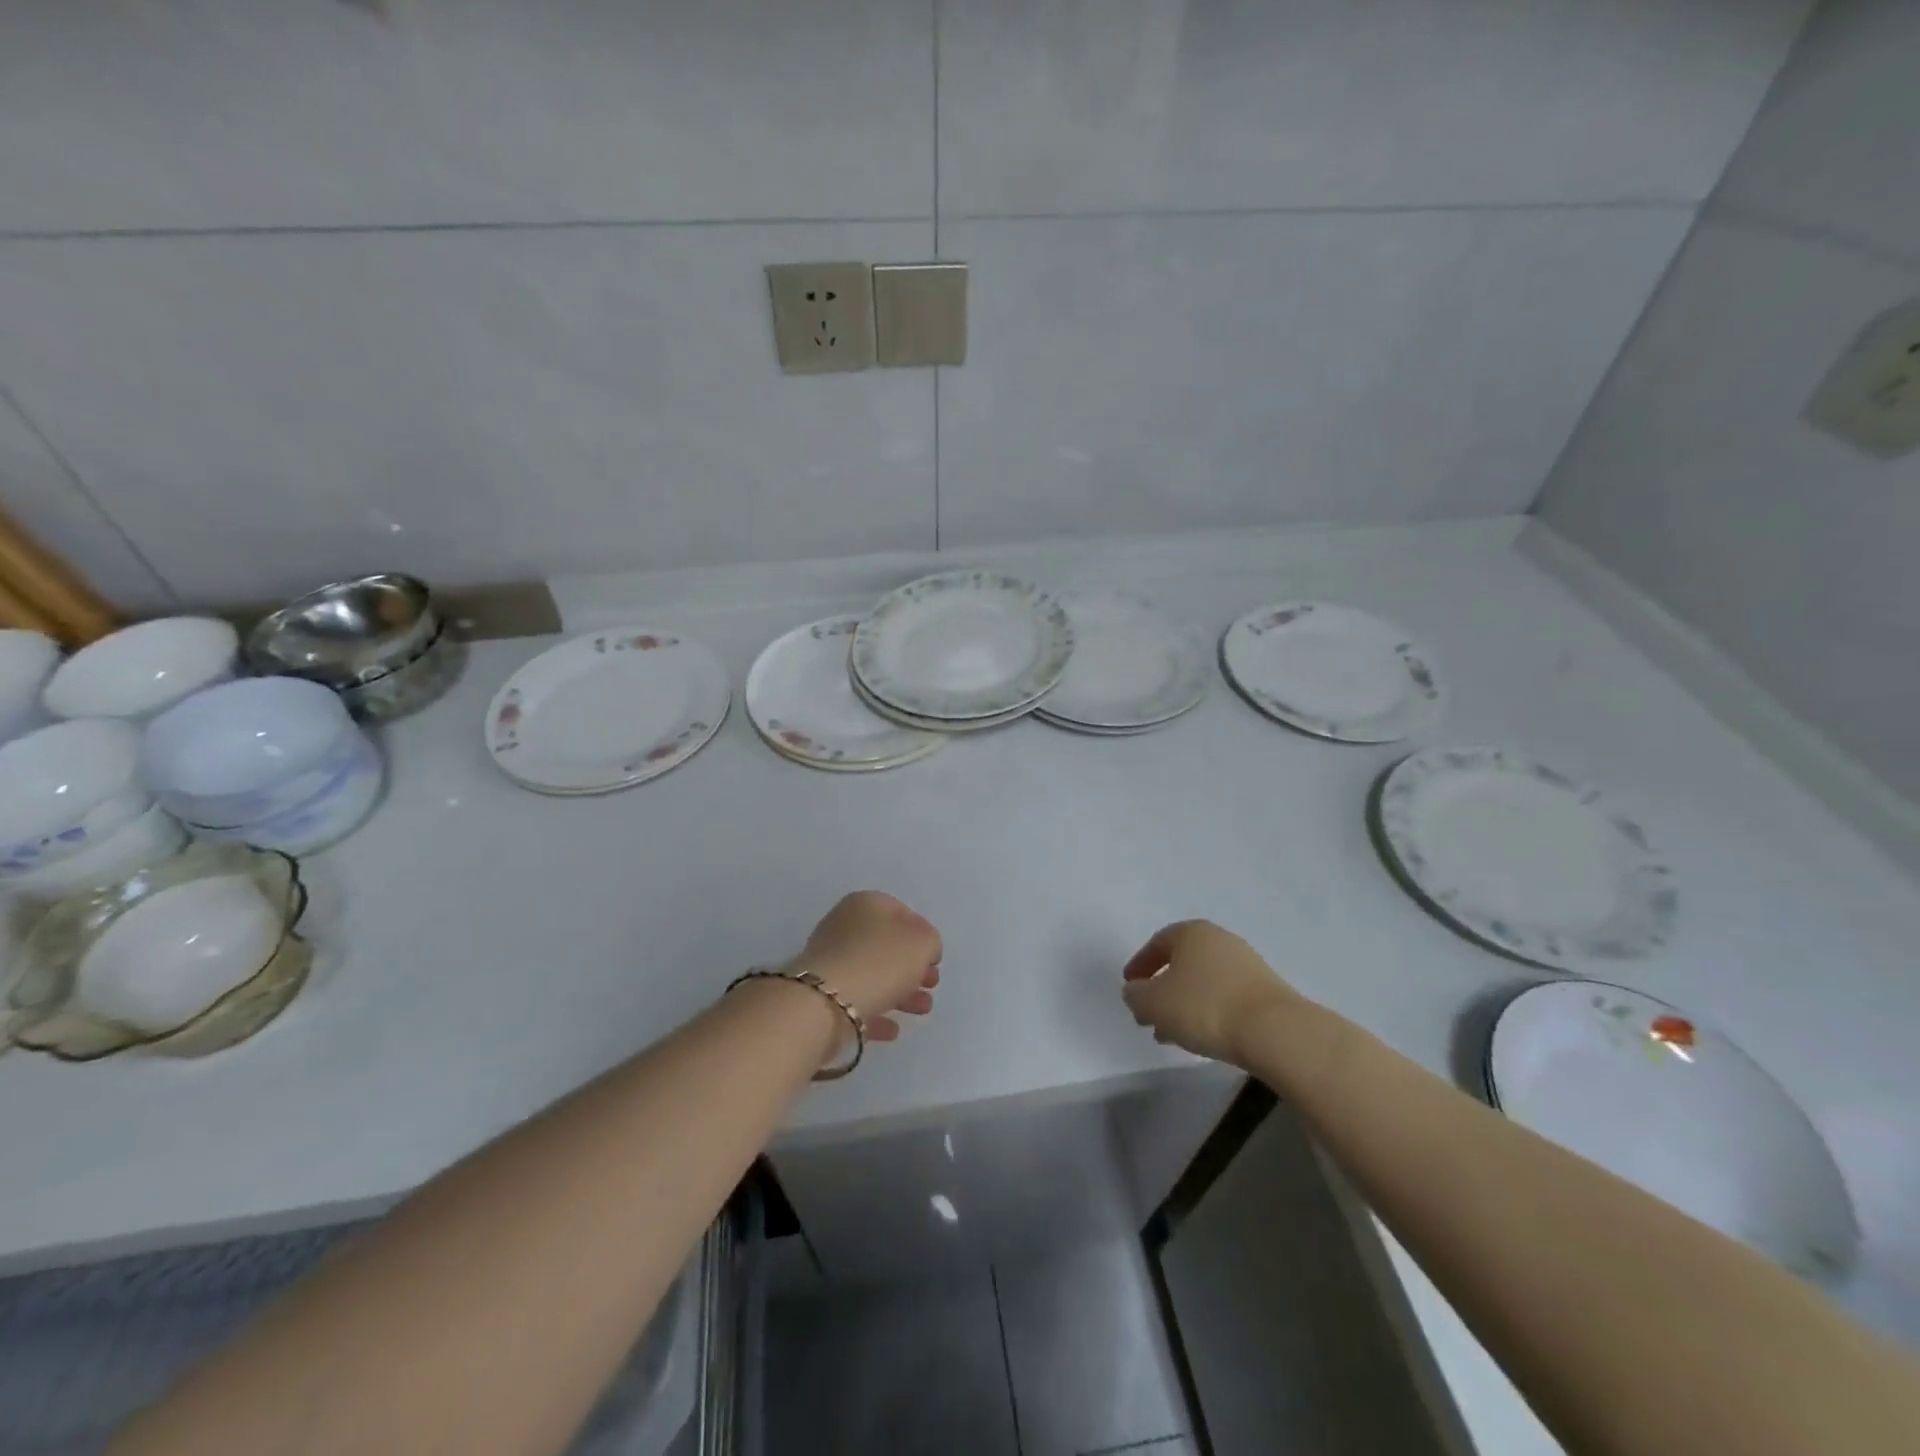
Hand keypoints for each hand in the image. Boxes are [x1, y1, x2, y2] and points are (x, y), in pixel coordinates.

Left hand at [788, 892, 940, 1043]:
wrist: (826, 1002)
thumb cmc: (881, 961)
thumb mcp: (923, 942)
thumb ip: (930, 942)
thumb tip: (922, 951)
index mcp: (867, 903)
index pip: (902, 913)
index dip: (923, 935)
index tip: (935, 961)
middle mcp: (844, 925)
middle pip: (887, 946)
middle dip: (913, 968)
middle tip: (930, 986)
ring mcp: (830, 960)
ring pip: (873, 974)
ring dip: (901, 993)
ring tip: (921, 1011)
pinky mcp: (821, 994)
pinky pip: (856, 1000)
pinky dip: (876, 1012)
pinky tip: (892, 1030)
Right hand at [1121, 920, 1300, 1067]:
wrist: (1273, 1031)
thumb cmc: (1204, 1007)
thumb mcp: (1153, 1003)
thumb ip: (1135, 995)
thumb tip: (1135, 992)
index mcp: (1191, 932)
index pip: (1157, 943)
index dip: (1139, 965)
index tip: (1130, 987)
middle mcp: (1220, 940)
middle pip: (1182, 963)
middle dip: (1162, 989)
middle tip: (1148, 1014)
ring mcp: (1246, 964)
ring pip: (1203, 982)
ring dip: (1184, 1005)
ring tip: (1171, 1034)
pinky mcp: (1265, 991)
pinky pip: (1225, 997)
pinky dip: (1208, 1012)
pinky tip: (1202, 1037)